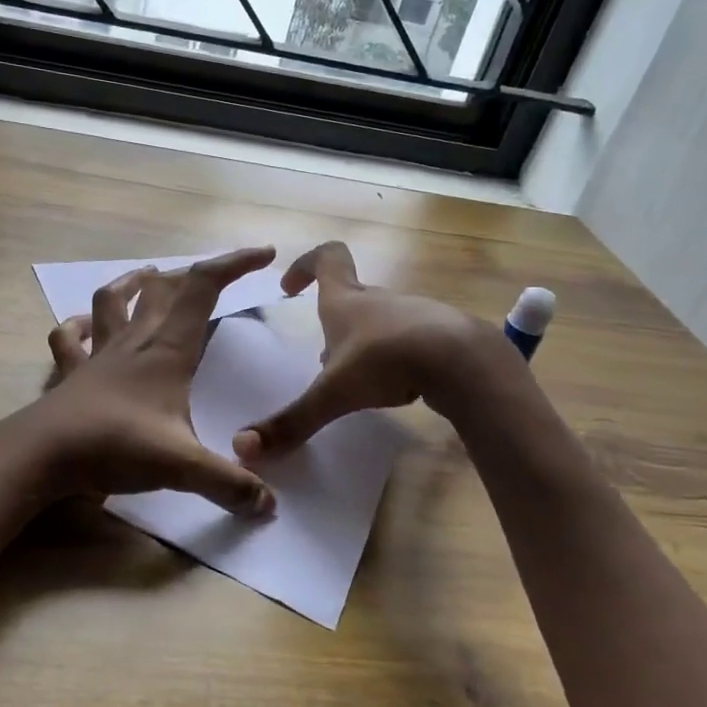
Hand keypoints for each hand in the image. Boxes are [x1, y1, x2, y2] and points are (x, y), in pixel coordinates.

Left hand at [34, 247, 277, 516]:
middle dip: (194, 275)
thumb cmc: (115, 447)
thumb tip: (270, 507)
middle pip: (164, 289)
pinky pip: (69, 339)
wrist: (42, 455)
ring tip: (150, 276)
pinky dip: (77, 326)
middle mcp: (134, 341)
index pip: (204, 288)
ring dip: (133, 283)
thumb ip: (229, 484)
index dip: (234, 263)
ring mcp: (98, 354)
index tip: (264, 254)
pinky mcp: (71, 374)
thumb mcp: (183, 467)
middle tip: (216, 277)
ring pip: (114, 300)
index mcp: (168, 350)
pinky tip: (82, 325)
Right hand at [233, 241, 497, 459]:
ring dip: (364, 344)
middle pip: (351, 297)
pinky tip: (400, 387)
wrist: (463, 361)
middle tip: (322, 359)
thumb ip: (292, 421)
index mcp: (346, 300)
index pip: (327, 258)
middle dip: (332, 324)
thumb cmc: (385, 361)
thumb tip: (243, 448)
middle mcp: (379, 300)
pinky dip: (398, 358)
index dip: (305, 264)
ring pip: (381, 322)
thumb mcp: (333, 394)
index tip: (290, 286)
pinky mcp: (442, 334)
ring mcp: (415, 313)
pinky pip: (411, 340)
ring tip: (359, 382)